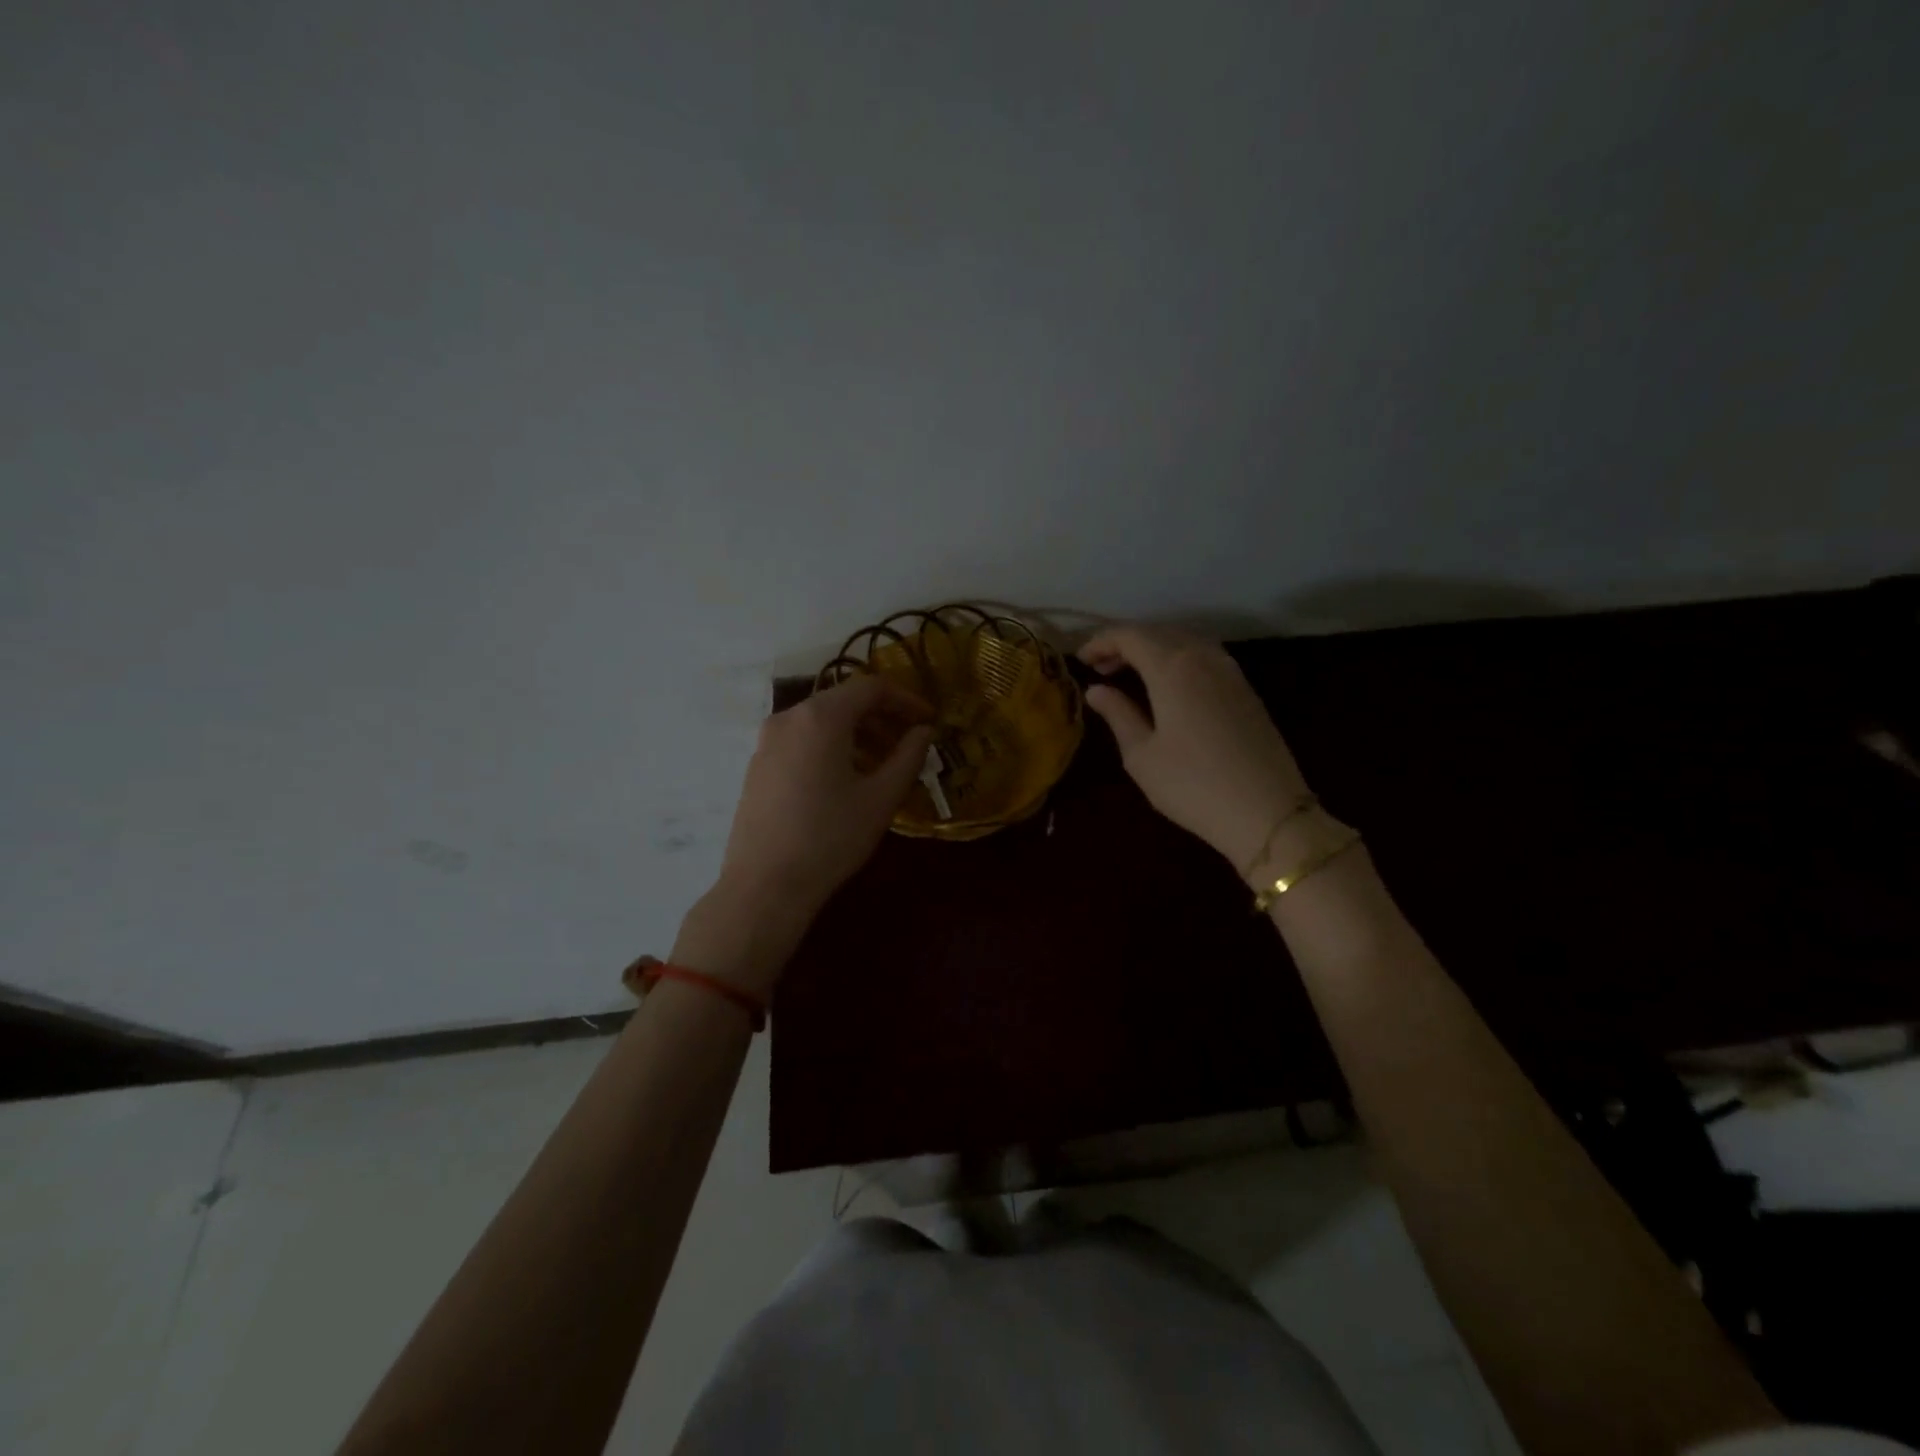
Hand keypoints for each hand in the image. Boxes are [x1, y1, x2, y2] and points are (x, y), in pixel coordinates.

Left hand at [716, 675, 932, 921]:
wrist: (764, 886)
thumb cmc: (830, 838)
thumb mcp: (881, 798)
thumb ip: (909, 757)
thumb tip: (924, 732)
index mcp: (820, 717)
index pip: (871, 687)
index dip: (906, 699)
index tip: (929, 720)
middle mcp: (789, 718)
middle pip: (844, 701)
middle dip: (882, 717)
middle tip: (910, 743)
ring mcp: (767, 741)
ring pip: (822, 722)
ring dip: (858, 734)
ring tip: (883, 765)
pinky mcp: (758, 765)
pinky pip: (802, 740)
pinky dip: (832, 747)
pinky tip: (847, 780)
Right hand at [1078, 624, 1311, 873]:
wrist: (1268, 812)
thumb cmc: (1192, 786)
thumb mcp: (1142, 755)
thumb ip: (1118, 714)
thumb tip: (1096, 690)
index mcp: (1172, 667)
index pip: (1130, 635)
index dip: (1101, 641)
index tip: (1080, 659)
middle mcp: (1203, 657)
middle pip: (1158, 632)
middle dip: (1125, 643)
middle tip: (1100, 667)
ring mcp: (1230, 670)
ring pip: (1184, 641)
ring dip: (1154, 649)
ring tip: (1131, 673)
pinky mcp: (1245, 689)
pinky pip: (1204, 657)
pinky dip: (1177, 660)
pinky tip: (1167, 685)